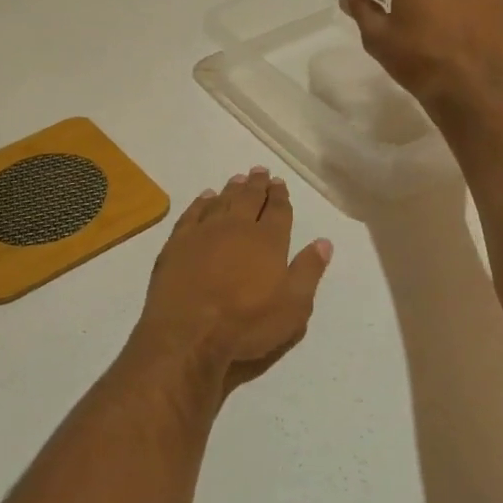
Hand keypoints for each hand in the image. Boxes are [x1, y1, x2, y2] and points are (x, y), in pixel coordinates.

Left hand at [132, 168, 331, 394]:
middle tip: (260, 171)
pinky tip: (206, 197)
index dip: (280, 196)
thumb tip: (324, 242)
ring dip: (232, 189)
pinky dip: (202, 202)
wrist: (188, 332)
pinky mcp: (178, 242)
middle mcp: (237, 227)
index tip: (280, 183)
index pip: (278, 211)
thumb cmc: (246, 323)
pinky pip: (193, 213)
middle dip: (257, 184)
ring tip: (238, 179)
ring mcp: (204, 232)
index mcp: (268, 241)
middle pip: (249, 198)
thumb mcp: (292, 307)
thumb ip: (308, 271)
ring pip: (222, 201)